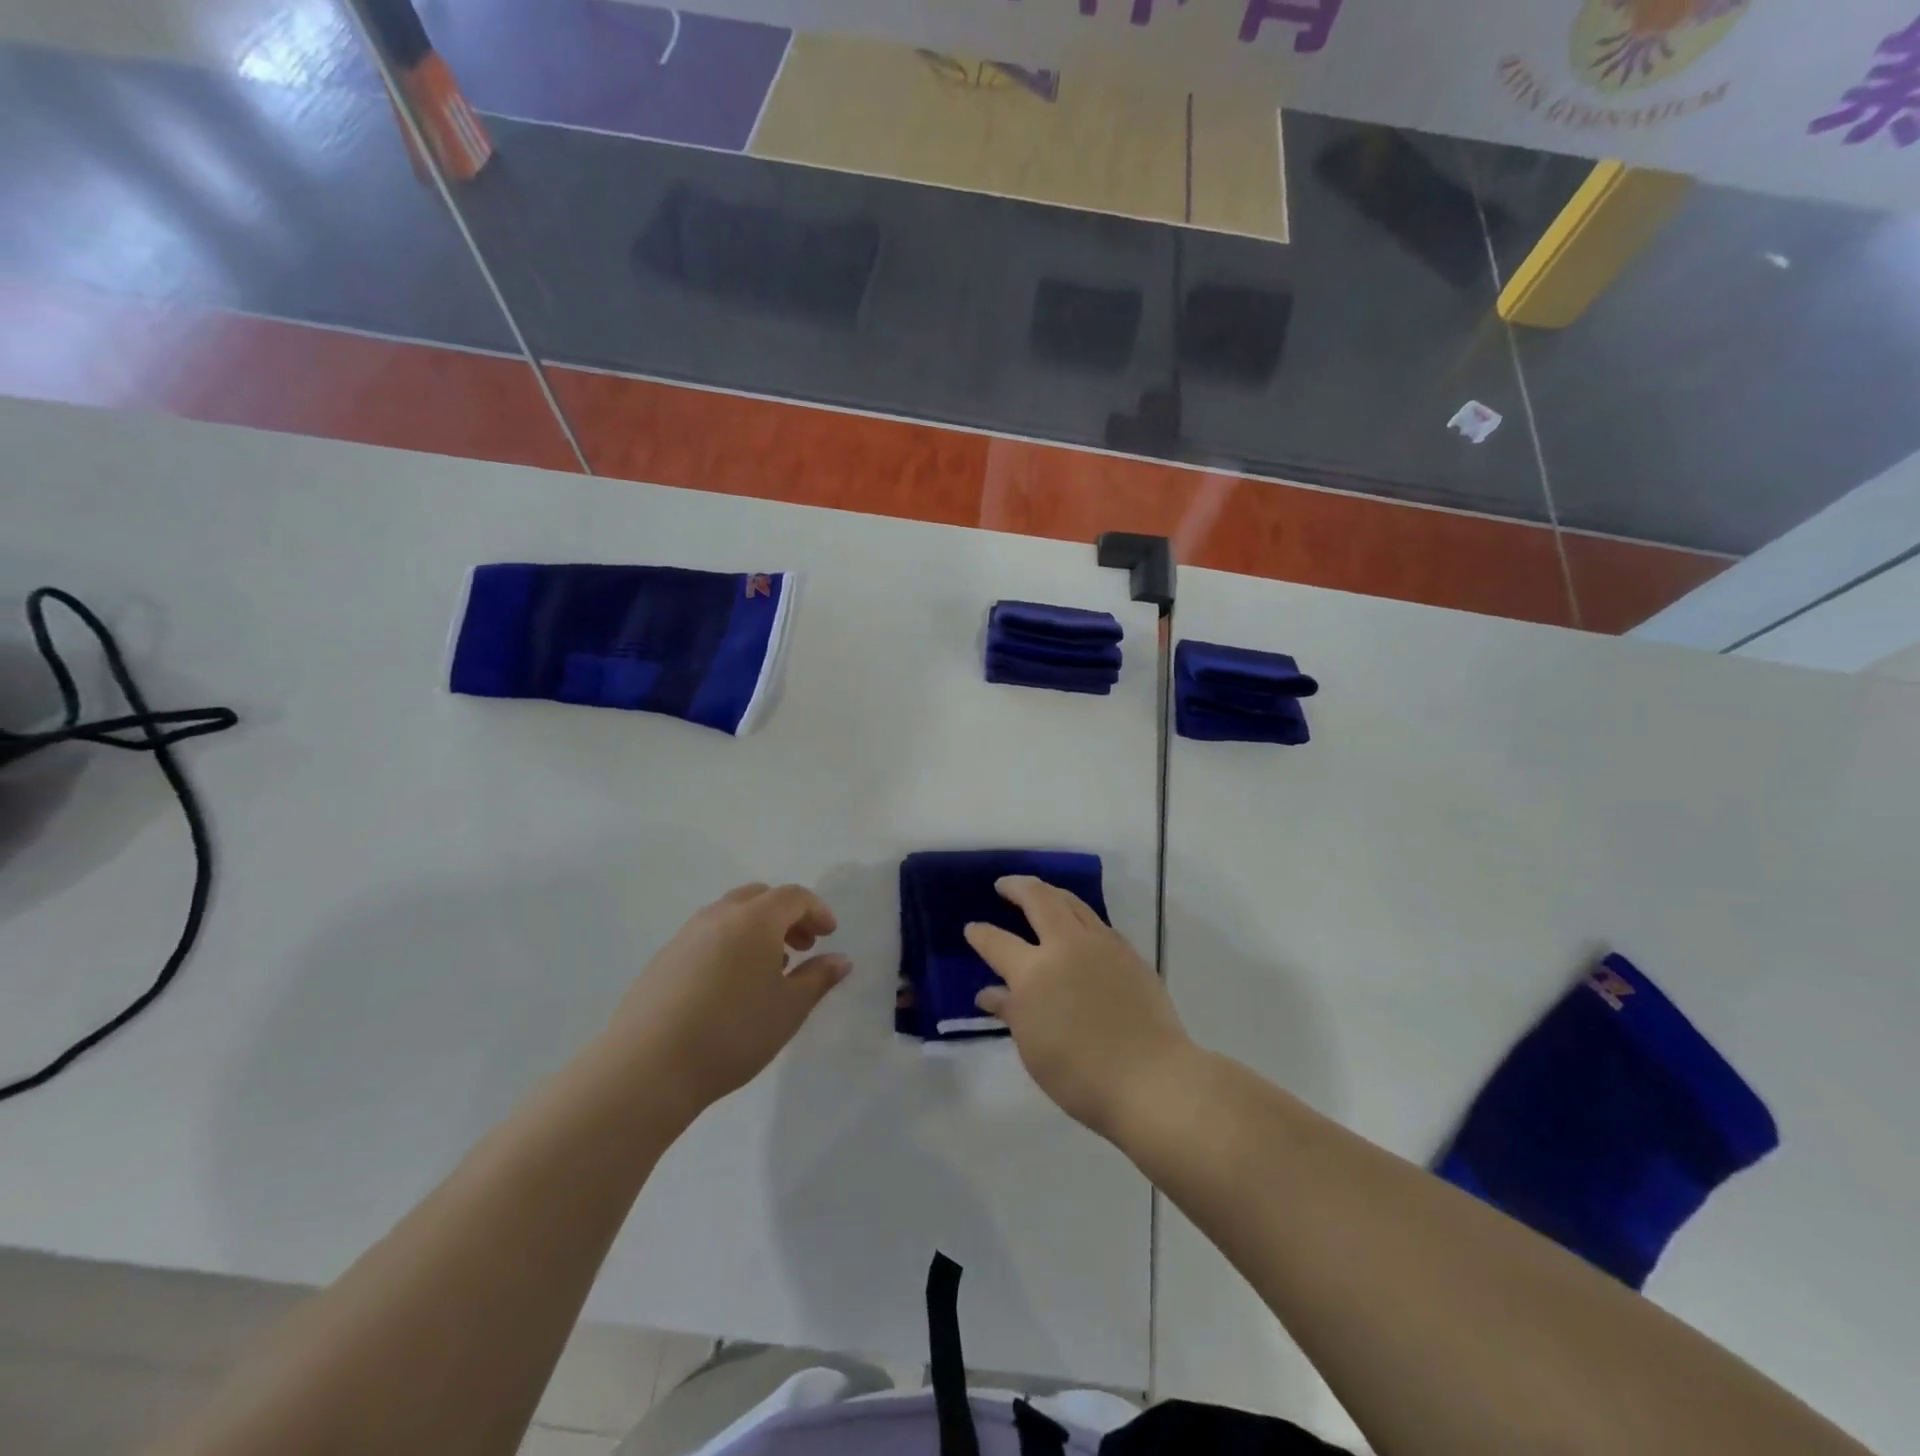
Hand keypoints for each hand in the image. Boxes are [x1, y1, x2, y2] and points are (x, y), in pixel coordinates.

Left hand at [608, 883, 851, 1115]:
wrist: (648, 1066)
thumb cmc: (733, 1032)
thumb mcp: (789, 1009)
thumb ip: (819, 978)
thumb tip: (840, 959)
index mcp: (755, 919)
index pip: (794, 896)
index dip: (817, 911)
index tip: (829, 936)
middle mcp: (719, 915)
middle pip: (760, 897)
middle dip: (786, 915)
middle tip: (802, 947)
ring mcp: (686, 935)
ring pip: (730, 915)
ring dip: (757, 929)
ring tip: (768, 969)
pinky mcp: (663, 959)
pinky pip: (707, 936)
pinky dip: (729, 944)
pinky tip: (730, 986)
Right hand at [965, 876, 1192, 1138]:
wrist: (1151, 1078)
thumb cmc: (1080, 1075)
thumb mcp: (1033, 1048)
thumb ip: (1011, 1012)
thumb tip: (990, 992)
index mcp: (1034, 972)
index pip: (998, 943)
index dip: (981, 934)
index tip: (972, 928)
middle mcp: (1066, 946)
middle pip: (1039, 900)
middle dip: (1017, 887)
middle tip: (1005, 885)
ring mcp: (1102, 945)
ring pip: (1071, 902)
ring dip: (1050, 893)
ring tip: (1039, 892)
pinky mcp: (1129, 952)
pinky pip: (1096, 922)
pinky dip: (1078, 915)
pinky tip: (1076, 925)